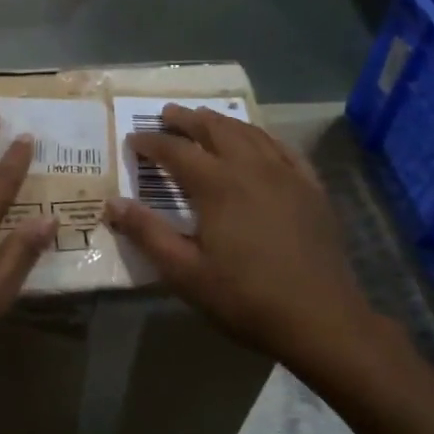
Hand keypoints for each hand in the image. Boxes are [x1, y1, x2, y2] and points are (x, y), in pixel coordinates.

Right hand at [106, 105, 403, 373]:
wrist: (321, 318)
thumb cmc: (245, 297)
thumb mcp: (185, 272)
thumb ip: (147, 233)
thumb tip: (112, 203)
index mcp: (217, 185)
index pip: (175, 151)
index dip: (151, 143)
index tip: (133, 140)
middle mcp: (251, 167)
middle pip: (214, 129)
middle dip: (187, 119)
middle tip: (166, 114)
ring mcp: (286, 174)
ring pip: (249, 132)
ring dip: (222, 121)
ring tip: (205, 118)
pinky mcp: (311, 187)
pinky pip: (283, 149)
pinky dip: (262, 137)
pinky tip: (258, 141)